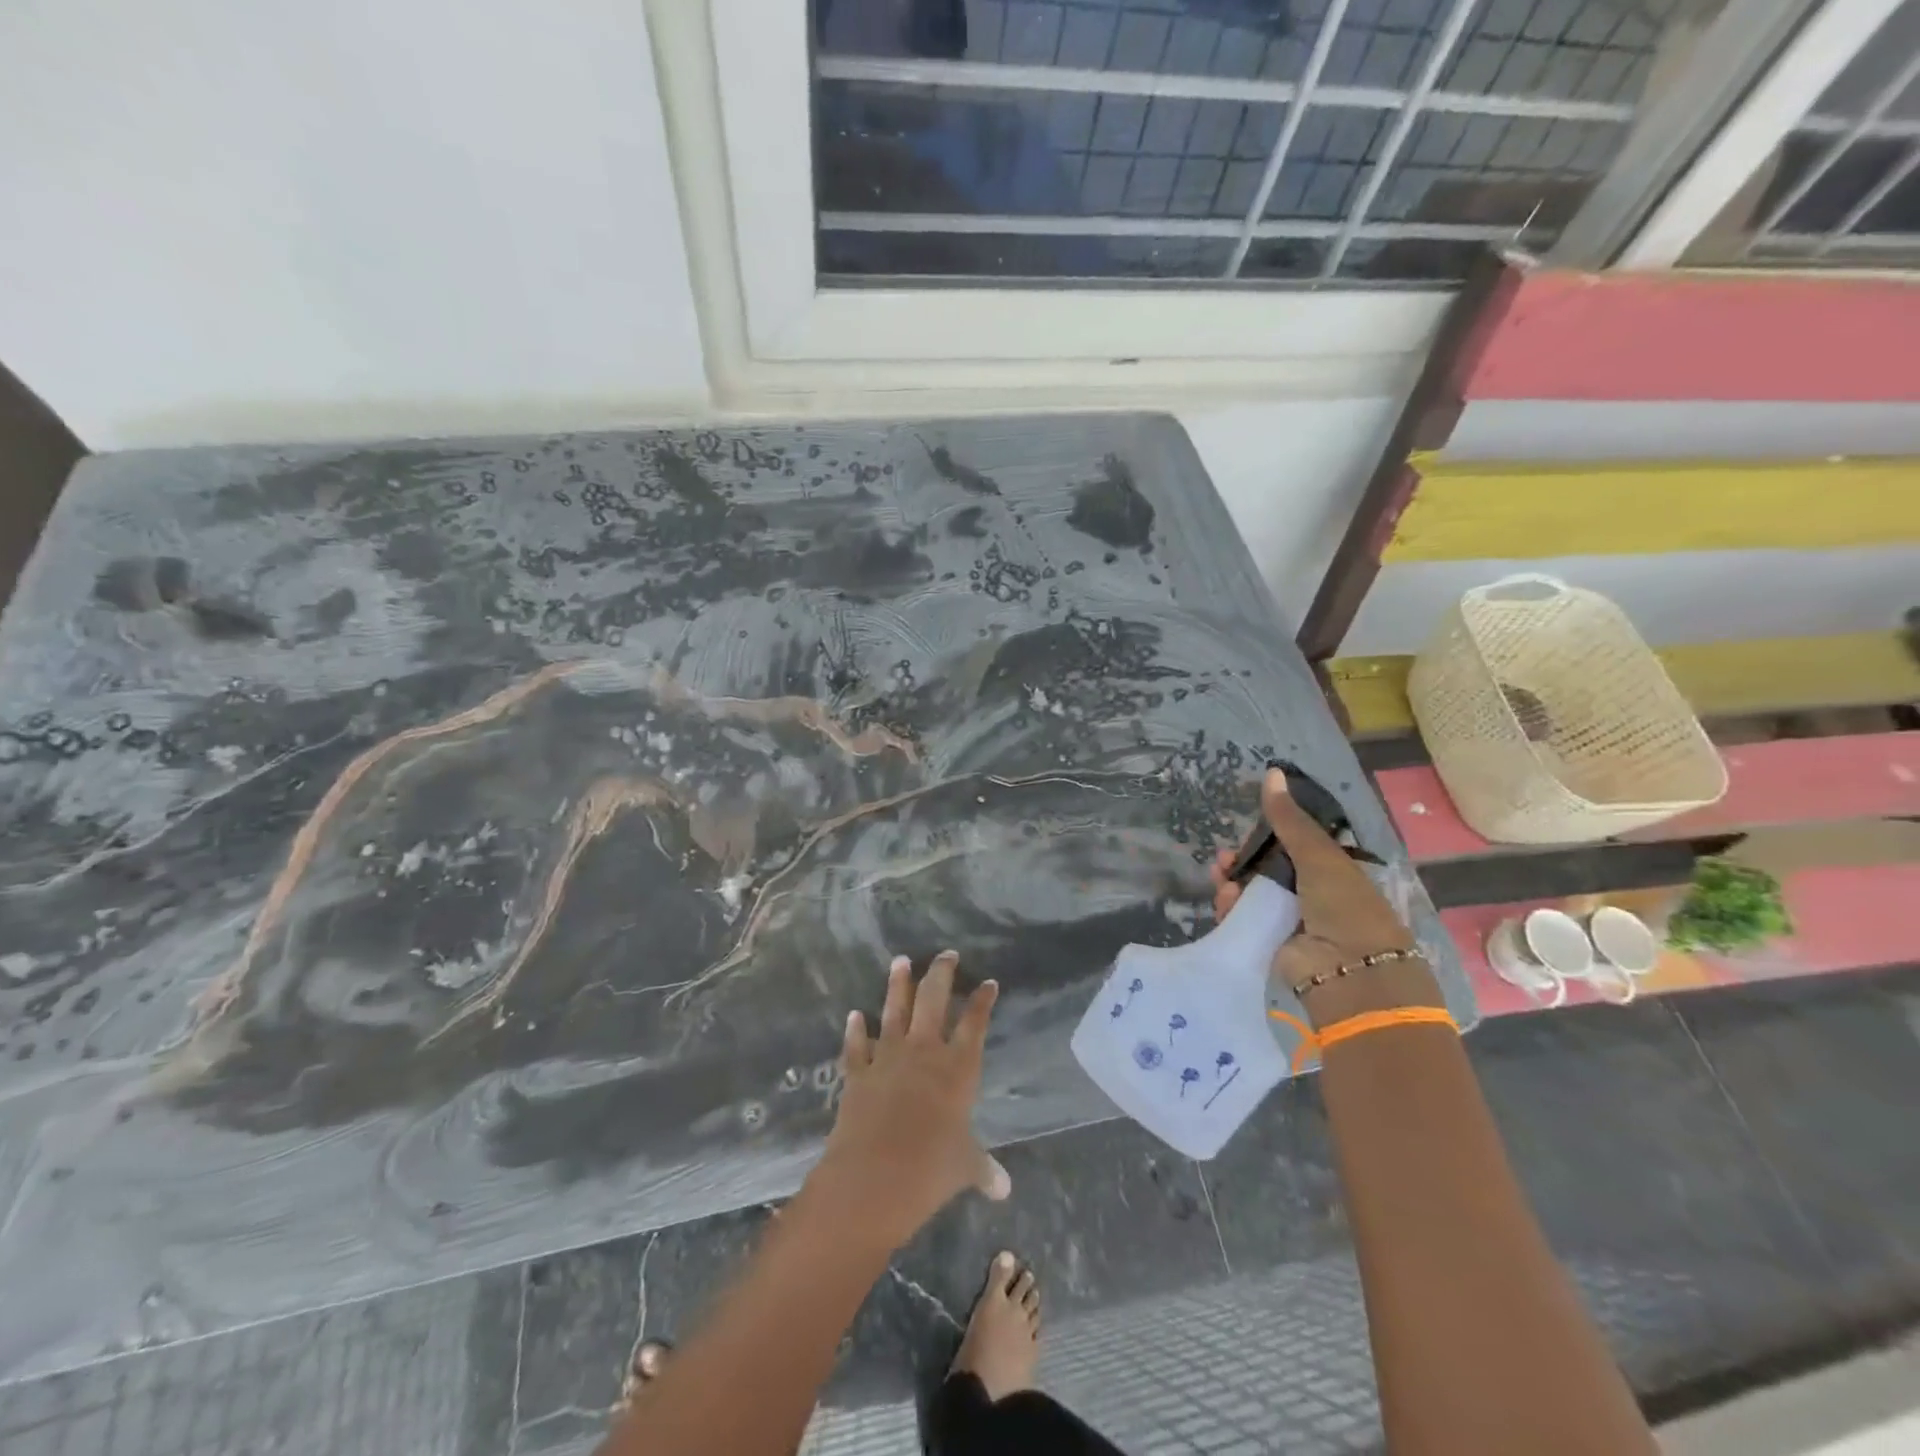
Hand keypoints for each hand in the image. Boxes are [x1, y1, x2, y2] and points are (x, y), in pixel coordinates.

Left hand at [812, 950, 1009, 1248]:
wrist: (872, 1178)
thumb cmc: (930, 1170)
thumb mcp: (964, 1168)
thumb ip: (983, 1169)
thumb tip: (1003, 1189)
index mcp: (958, 1068)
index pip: (974, 1023)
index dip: (982, 1001)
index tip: (988, 982)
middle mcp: (924, 1052)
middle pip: (933, 1000)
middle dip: (941, 974)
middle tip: (945, 954)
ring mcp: (888, 1057)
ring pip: (895, 1010)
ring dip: (898, 984)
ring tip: (900, 960)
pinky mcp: (858, 1073)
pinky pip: (857, 1045)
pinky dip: (855, 1030)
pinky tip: (854, 1015)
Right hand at [1209, 767, 1439, 1021]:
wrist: (1350, 971)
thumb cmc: (1344, 905)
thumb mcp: (1318, 854)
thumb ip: (1289, 818)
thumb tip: (1271, 772)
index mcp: (1329, 870)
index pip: (1290, 845)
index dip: (1266, 836)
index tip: (1246, 831)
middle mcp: (1308, 893)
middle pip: (1265, 869)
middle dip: (1241, 861)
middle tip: (1223, 858)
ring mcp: (1288, 919)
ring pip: (1249, 893)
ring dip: (1232, 883)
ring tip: (1221, 879)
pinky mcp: (1269, 942)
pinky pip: (1242, 918)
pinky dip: (1230, 908)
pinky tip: (1225, 901)